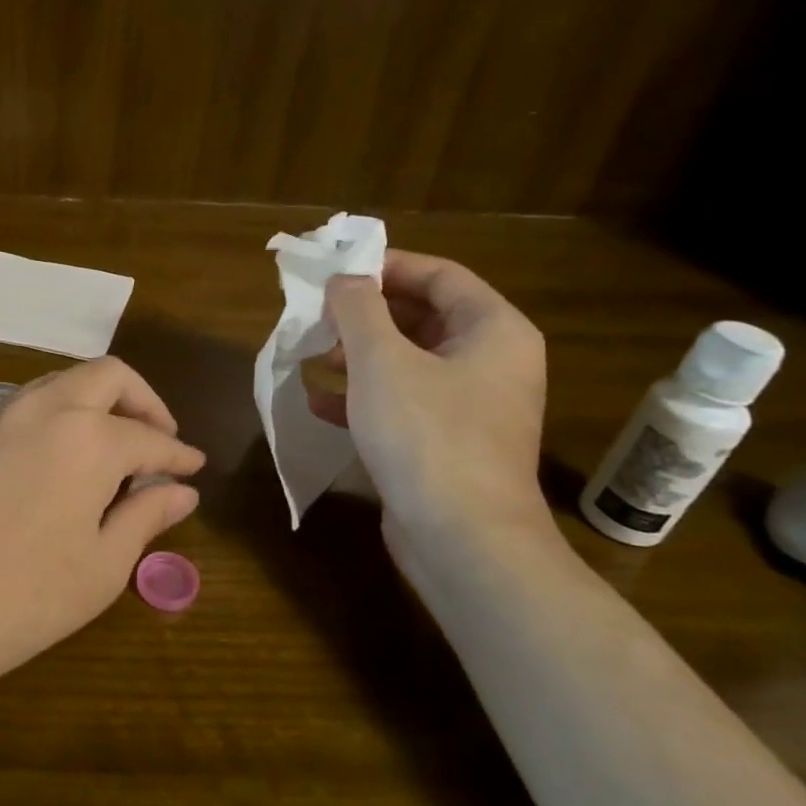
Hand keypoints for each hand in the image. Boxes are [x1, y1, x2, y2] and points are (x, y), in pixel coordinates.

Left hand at [0, 357, 204, 700]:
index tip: (196, 468)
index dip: (178, 454)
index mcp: (89, 437)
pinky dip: (58, 413)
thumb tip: (181, 491)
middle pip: (107, 376)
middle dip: (143, 401)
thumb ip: (146, 517)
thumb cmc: (25, 597)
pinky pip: (27, 403)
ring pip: (62, 381)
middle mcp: (45, 408)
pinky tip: (60, 456)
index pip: (149, 438)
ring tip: (112, 447)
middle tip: (158, 441)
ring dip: (97, 401)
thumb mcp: (102, 566)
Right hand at [309, 251, 551, 560]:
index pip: (439, 275)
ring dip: (357, 357)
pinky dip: (362, 399)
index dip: (385, 266)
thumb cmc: (426, 435)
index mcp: (493, 330)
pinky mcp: (445, 445)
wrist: (462, 539)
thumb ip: (358, 309)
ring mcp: (469, 408)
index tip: (335, 270)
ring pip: (407, 363)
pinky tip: (319, 404)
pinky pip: (401, 404)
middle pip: (421, 318)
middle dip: (364, 316)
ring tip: (312, 357)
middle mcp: (490, 363)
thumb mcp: (382, 360)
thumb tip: (344, 278)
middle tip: (316, 315)